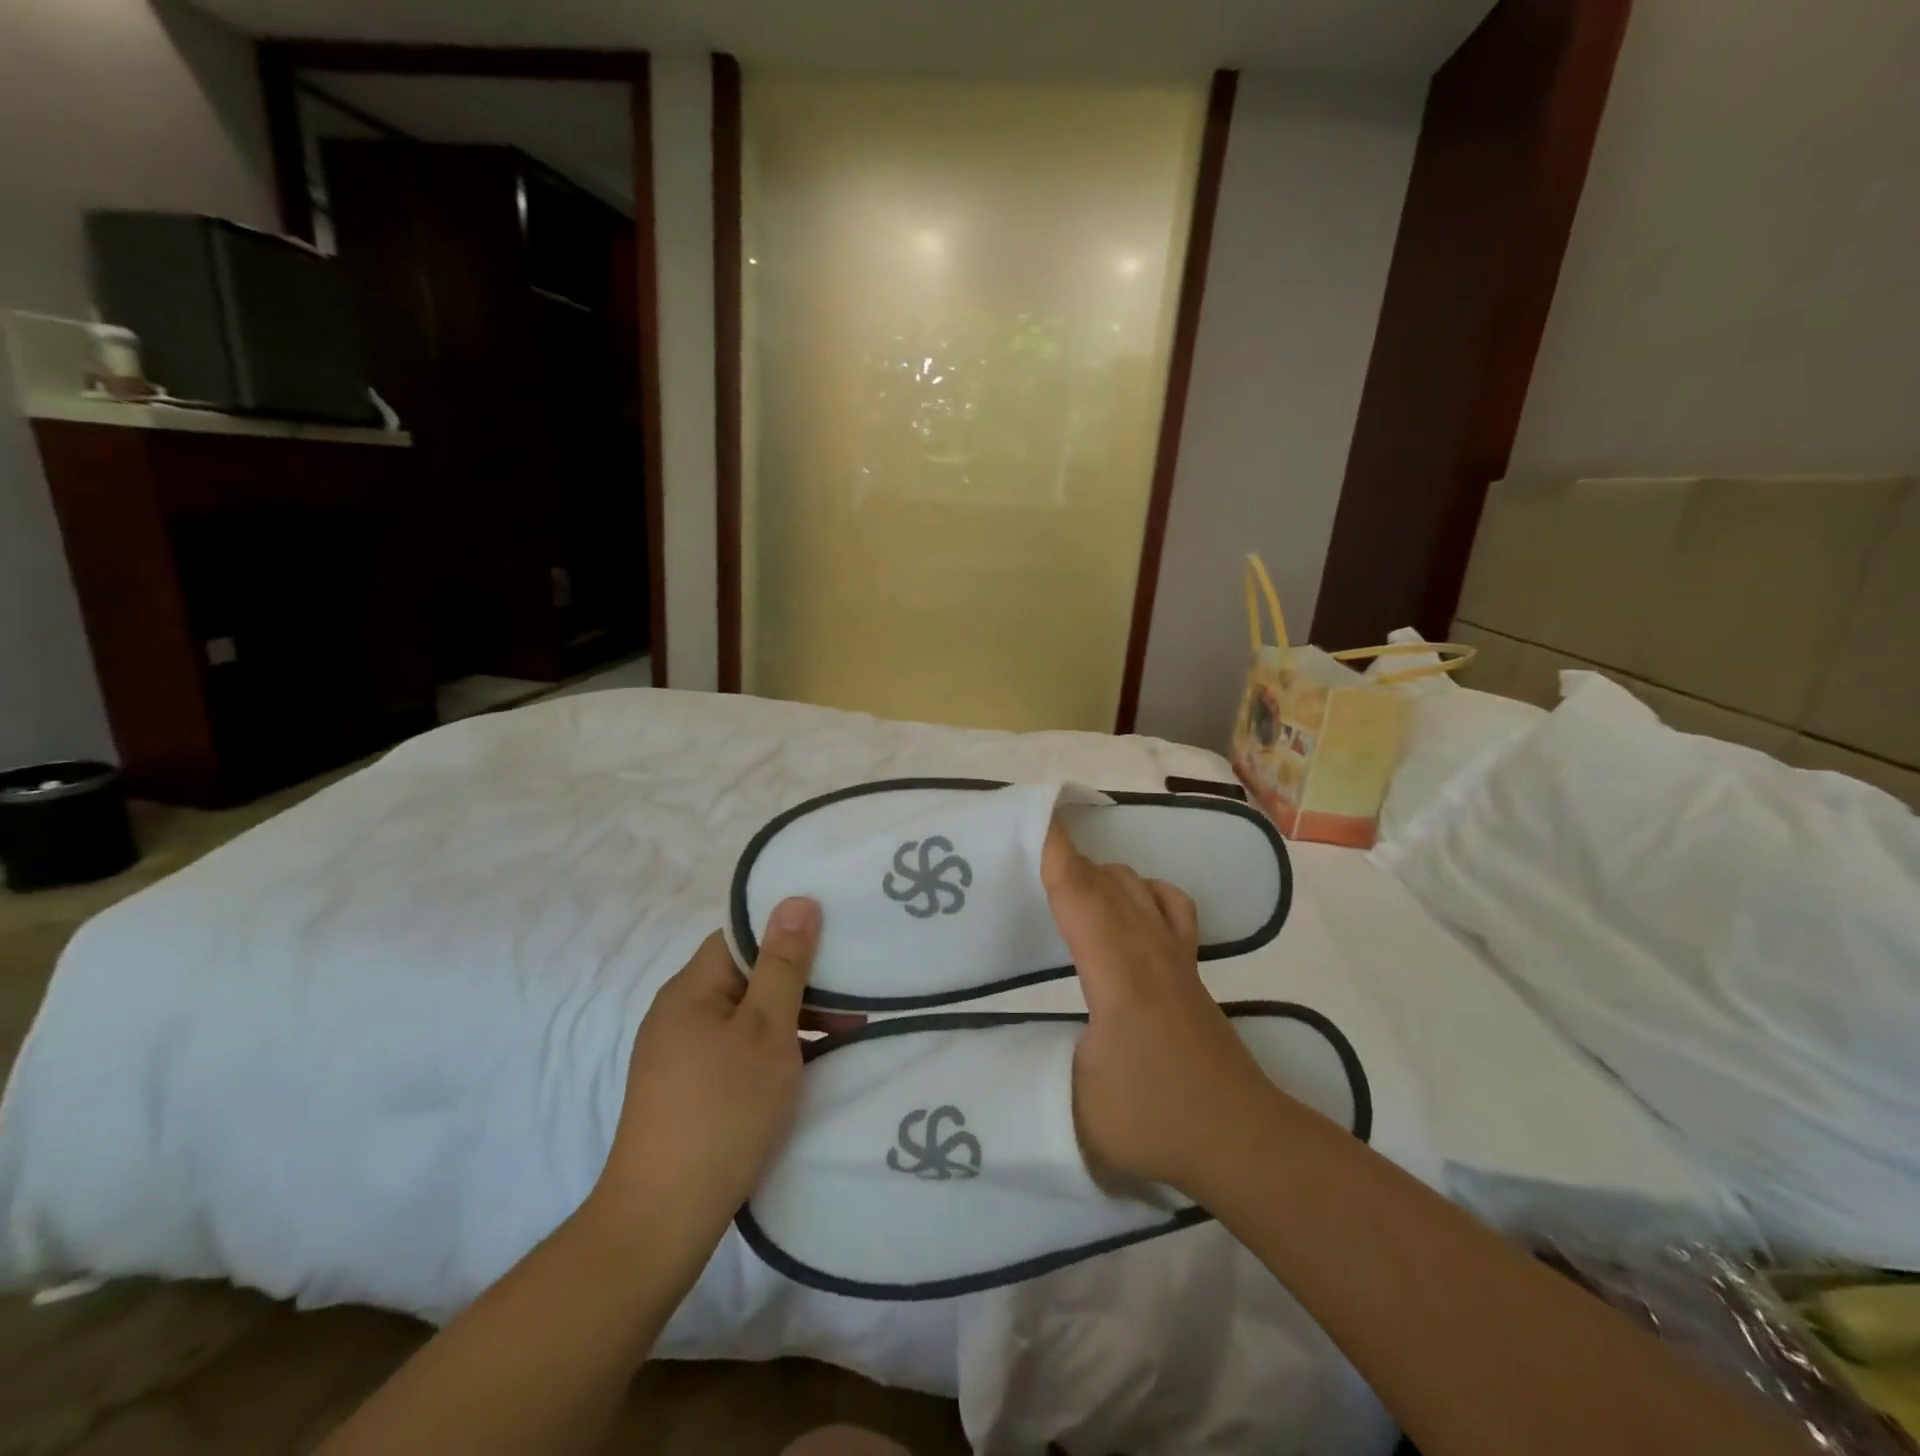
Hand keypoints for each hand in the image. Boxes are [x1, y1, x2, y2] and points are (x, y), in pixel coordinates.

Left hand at [587, 899, 847, 1246]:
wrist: (662, 1220)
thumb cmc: (723, 1110)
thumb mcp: (767, 1030)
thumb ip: (784, 964)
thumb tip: (796, 900)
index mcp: (691, 988)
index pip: (742, 937)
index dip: (788, 933)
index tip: (836, 944)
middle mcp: (679, 1013)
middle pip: (747, 976)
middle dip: (802, 983)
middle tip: (855, 1000)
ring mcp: (680, 1055)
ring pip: (747, 1016)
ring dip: (794, 1019)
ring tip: (846, 1036)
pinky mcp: (687, 1090)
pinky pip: (738, 1049)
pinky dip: (774, 1050)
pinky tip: (809, 1068)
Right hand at [1041, 820, 1273, 1194]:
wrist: (1243, 1138)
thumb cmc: (1157, 1120)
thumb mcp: (1075, 1106)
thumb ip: (1032, 1070)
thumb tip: (999, 1052)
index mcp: (1116, 971)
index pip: (1079, 895)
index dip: (1053, 851)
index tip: (1031, 813)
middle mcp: (1147, 948)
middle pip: (1103, 881)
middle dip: (1064, 855)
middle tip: (1022, 847)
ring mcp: (1174, 956)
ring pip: (1135, 887)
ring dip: (1097, 873)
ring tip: (1062, 881)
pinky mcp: (1190, 970)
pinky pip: (1170, 906)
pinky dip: (1145, 889)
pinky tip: (1131, 900)